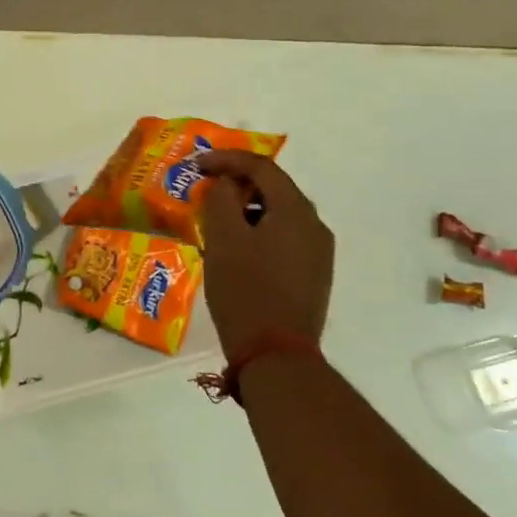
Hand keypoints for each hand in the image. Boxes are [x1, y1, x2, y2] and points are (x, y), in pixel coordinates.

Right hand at [197, 151, 334, 361]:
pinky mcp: (313, 276)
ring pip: (279, 215)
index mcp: (296, 211)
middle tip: (206, 189)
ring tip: (217, 221)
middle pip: (274, 188)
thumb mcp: (223, 238)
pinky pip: (284, 238)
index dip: (226, 159)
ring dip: (247, 209)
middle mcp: (315, 226)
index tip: (197, 166)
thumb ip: (222, 199)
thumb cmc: (246, 290)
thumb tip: (227, 184)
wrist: (276, 357)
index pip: (262, 167)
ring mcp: (318, 253)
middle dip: (238, 184)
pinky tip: (237, 249)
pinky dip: (258, 231)